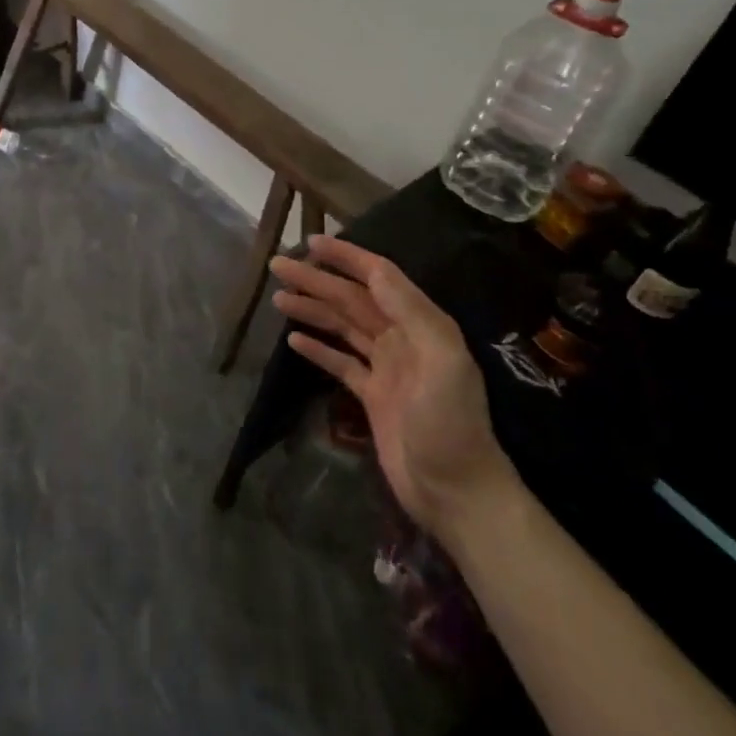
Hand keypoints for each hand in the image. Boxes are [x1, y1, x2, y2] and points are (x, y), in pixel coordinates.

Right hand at [270, 235, 518, 536]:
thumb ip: (411, 312)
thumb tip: (376, 270)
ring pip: (343, 327)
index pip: (379, 278)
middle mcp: (403, 339)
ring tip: (278, 298)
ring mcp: (386, 368)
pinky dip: (318, 348)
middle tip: (279, 266)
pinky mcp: (372, 396)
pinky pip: (341, 362)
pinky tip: (294, 340)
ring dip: (313, 310)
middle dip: (317, 281)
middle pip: (353, 300)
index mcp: (422, 325)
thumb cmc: (450, 425)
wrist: (456, 493)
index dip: (346, 258)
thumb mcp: (442, 362)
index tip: (312, 242)